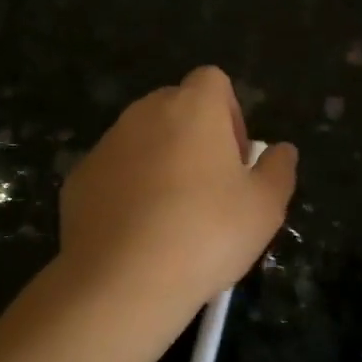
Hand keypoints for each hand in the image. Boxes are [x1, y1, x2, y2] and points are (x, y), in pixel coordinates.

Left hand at [59, 67, 297, 324]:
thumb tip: (282, 150)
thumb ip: (278, 170)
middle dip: (194, 136)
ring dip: (159, 162)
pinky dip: (126, 189)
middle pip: (175, 107)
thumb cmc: (206, 234)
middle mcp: (144, 113)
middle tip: (210, 188)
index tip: (235, 159)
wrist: (122, 280)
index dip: (229, 113)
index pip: (212, 81)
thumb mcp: (265, 208)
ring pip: (141, 139)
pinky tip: (137, 233)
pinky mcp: (78, 178)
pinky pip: (113, 172)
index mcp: (192, 108)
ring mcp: (106, 145)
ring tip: (171, 216)